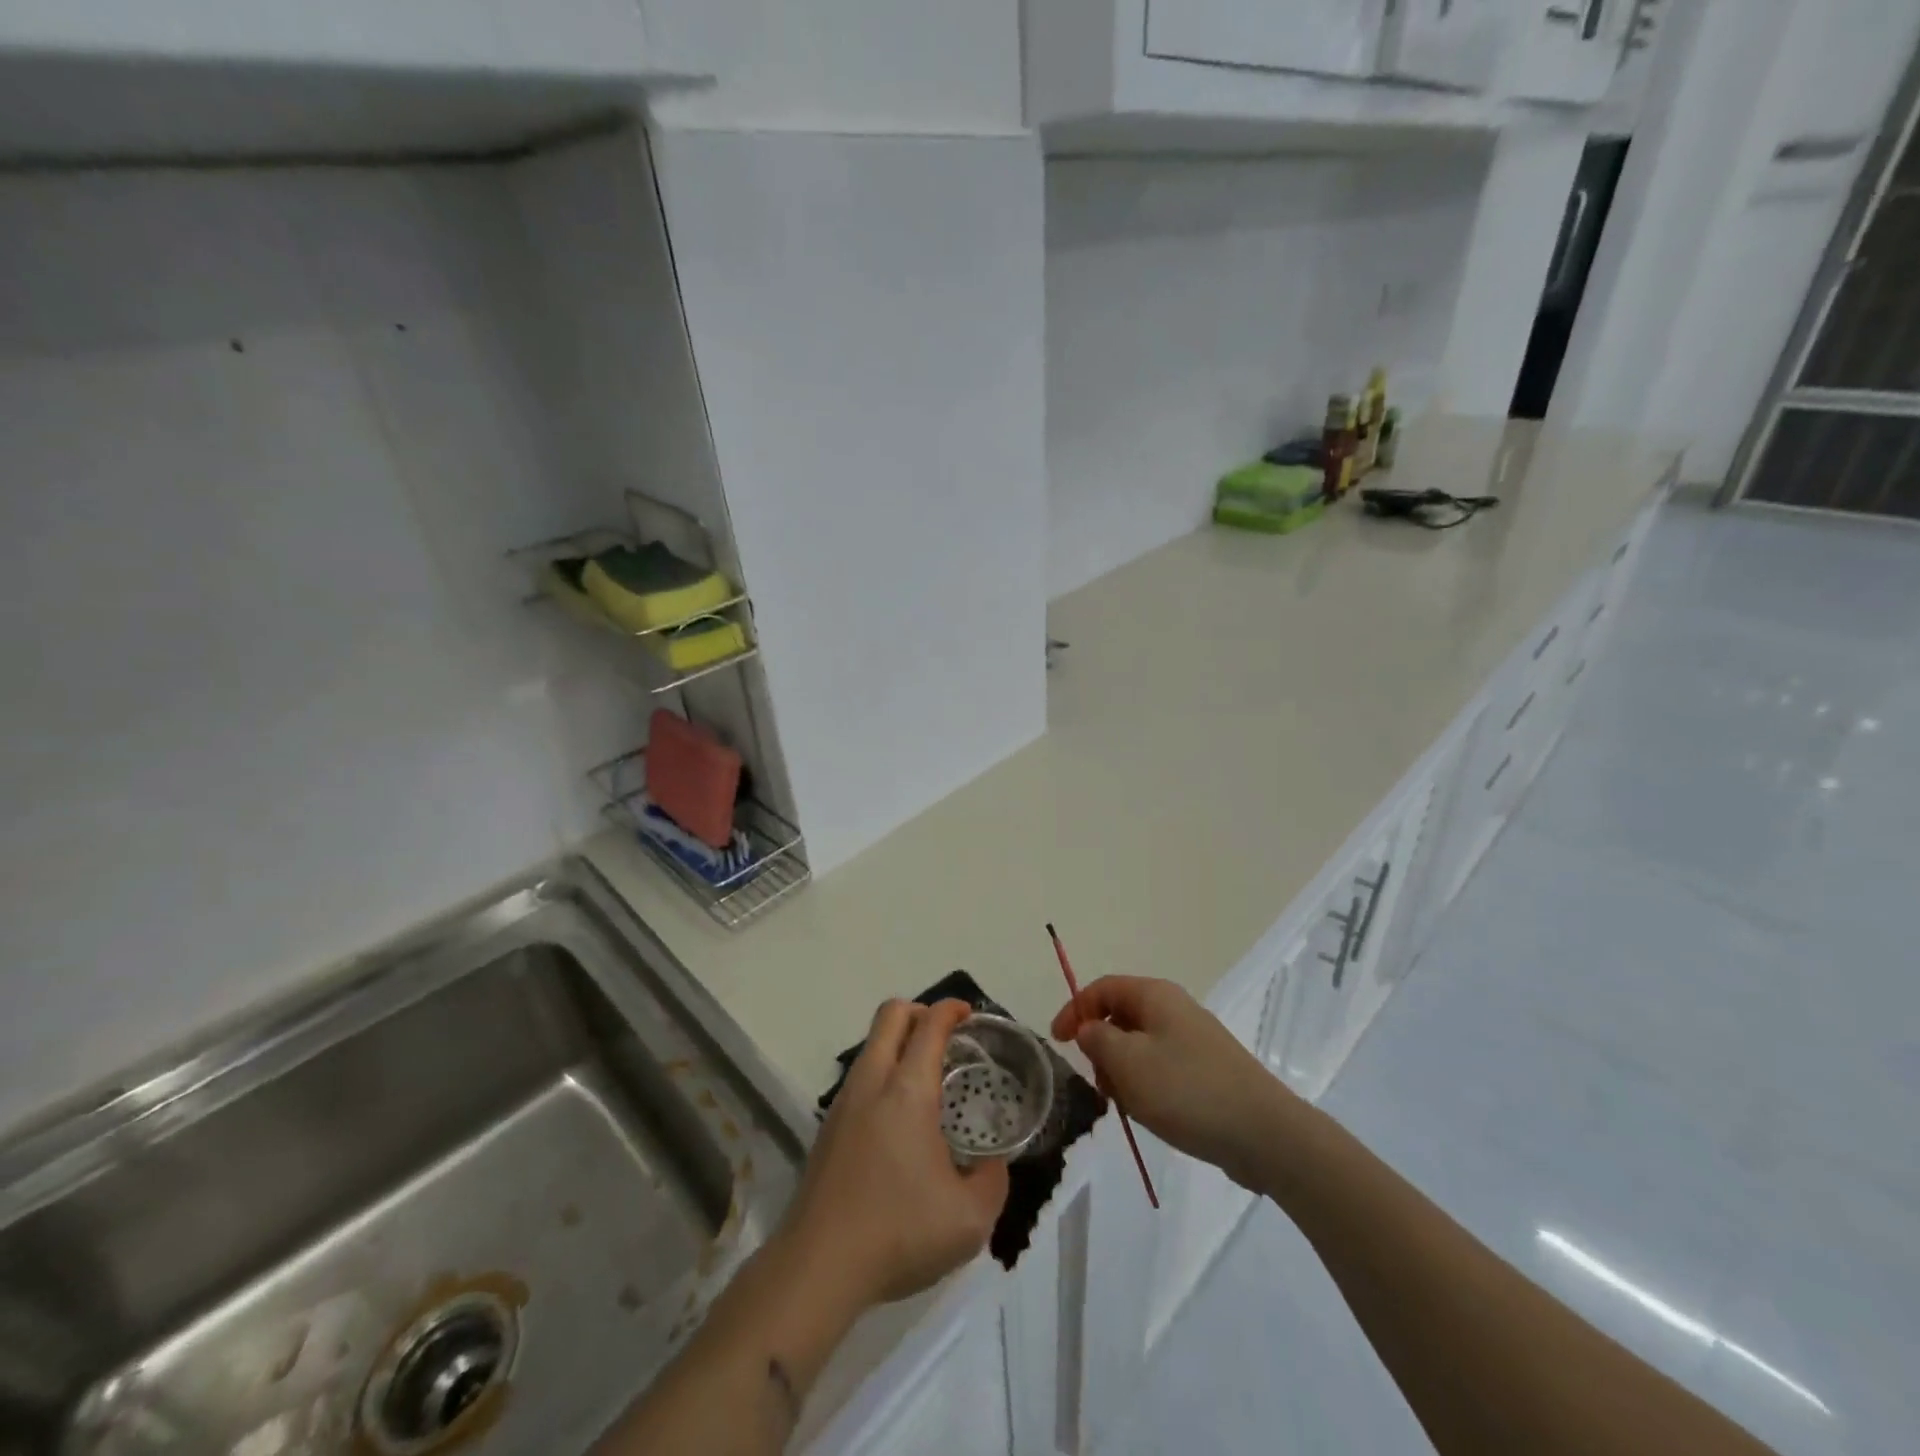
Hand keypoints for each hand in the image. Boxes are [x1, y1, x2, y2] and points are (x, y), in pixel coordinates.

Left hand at [782, 1000, 1010, 1312]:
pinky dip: (882, 1073)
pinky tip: (898, 1118)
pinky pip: (860, 1077)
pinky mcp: (827, 1128)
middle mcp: (872, 1082)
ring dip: (897, 1043)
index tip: (968, 1012)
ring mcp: (843, 1103)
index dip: (950, 1009)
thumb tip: (994, 1163)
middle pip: (890, 1015)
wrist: (817, 1266)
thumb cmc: (899, 1232)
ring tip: (926, 1078)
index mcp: (908, 1090)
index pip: (929, 1026)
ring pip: (870, 1045)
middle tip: (946, 1035)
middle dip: (919, 1011)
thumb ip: (992, 1181)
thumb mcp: (970, 1219)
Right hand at [1052, 975, 1299, 1189]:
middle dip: (1101, 1047)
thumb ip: (1097, 1039)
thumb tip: (1089, 1029)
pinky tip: (1153, 1115)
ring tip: (1128, 1106)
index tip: (1058, 1042)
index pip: (1102, 988)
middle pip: (1121, 1016)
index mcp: (1155, 995)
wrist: (1264, 1134)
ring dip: (1123, 1072)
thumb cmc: (1187, 1090)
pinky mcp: (1207, 1070)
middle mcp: (1174, 1008)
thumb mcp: (1128, 1063)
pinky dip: (1147, 1086)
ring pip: (1140, 1046)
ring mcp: (1194, 1040)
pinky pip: (1162, 1068)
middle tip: (1098, 1082)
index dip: (1075, 1009)